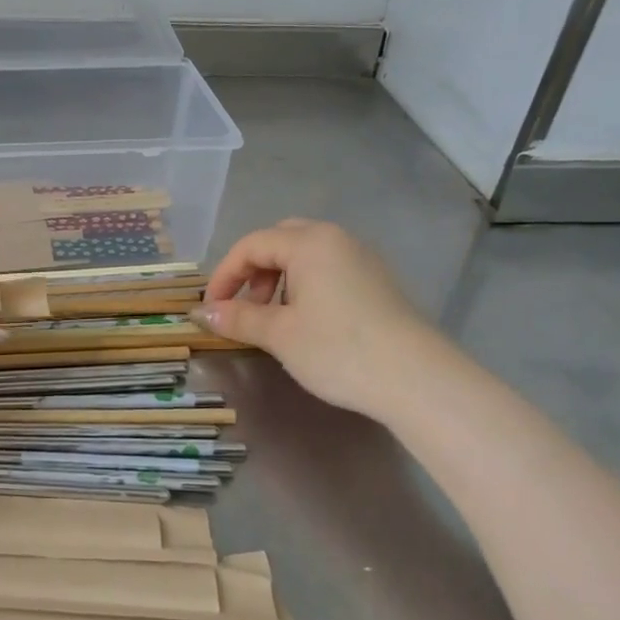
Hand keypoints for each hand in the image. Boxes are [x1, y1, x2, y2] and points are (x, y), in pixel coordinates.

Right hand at [193, 219, 448, 419]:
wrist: (418, 380)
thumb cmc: (338, 349)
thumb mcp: (279, 334)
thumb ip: (238, 317)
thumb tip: (201, 312)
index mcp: (309, 242)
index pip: (251, 245)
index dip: (224, 275)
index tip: (211, 308)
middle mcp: (337, 239)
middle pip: (280, 241)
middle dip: (254, 271)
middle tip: (245, 306)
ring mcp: (363, 259)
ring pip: (307, 256)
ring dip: (280, 280)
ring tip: (275, 319)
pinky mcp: (379, 283)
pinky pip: (330, 271)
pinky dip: (307, 287)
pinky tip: (309, 324)